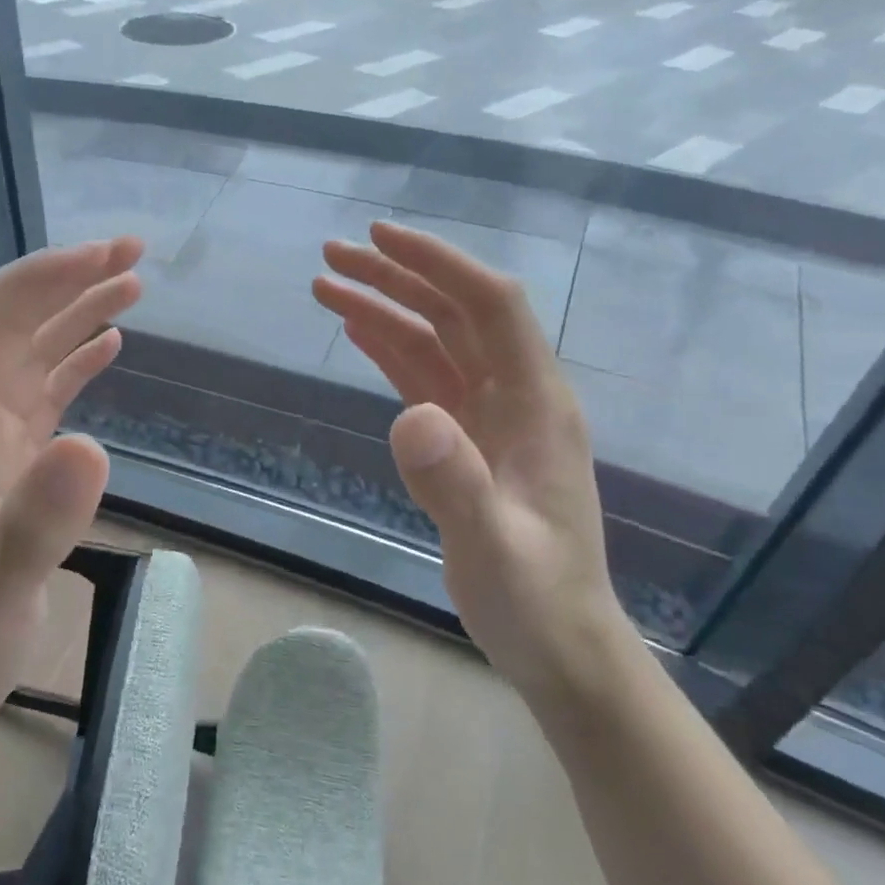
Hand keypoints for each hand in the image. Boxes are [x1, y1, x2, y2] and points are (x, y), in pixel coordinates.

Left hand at [0, 237, 144, 729]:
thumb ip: (36, 525)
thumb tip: (93, 445)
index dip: (32, 283)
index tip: (97, 260)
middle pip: (5, 326)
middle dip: (63, 282)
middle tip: (132, 255)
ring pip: (27, 352)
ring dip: (75, 313)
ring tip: (133, 284)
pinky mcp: (8, 460)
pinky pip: (41, 391)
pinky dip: (74, 360)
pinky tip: (109, 344)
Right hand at [314, 222, 626, 701]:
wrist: (558, 647)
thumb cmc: (535, 601)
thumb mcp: (493, 549)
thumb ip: (456, 483)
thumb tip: (409, 416)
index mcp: (536, 404)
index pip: (490, 306)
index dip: (439, 264)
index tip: (379, 237)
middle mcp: (516, 397)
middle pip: (454, 314)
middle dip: (396, 277)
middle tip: (331, 255)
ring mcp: (490, 419)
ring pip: (434, 343)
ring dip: (385, 309)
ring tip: (326, 285)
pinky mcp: (467, 441)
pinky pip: (425, 379)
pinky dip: (390, 350)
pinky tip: (359, 331)